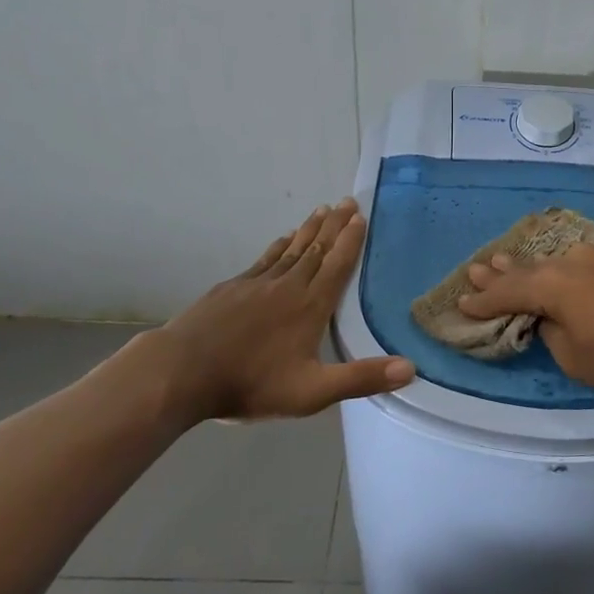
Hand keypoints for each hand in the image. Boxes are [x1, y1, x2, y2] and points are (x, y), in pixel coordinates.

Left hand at [145, 198, 414, 427]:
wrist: (182, 372)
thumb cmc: (251, 383)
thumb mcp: (312, 391)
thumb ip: (361, 378)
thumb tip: (411, 368)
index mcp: (310, 306)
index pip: (337, 266)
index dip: (351, 241)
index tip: (361, 217)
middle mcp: (288, 286)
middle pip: (317, 249)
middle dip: (334, 225)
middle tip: (347, 201)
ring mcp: (257, 284)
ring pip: (291, 249)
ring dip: (310, 229)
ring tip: (322, 210)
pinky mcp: (232, 288)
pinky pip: (265, 258)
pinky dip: (279, 245)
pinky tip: (283, 240)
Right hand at [456, 243, 593, 395]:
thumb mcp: (575, 357)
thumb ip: (553, 333)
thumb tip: (551, 319)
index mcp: (551, 285)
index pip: (508, 293)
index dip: (484, 301)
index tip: (463, 303)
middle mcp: (569, 262)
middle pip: (526, 269)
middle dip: (499, 273)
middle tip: (475, 269)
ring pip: (551, 261)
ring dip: (527, 265)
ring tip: (504, 260)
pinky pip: (575, 261)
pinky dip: (556, 266)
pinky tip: (554, 264)